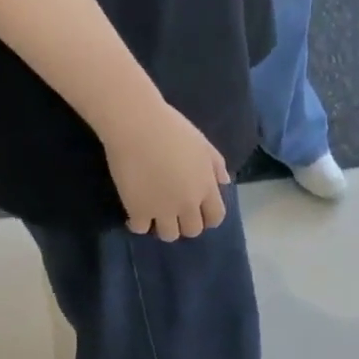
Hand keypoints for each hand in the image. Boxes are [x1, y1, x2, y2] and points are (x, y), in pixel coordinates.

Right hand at [101, 98, 230, 242]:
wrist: (136, 123)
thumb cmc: (170, 127)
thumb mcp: (202, 143)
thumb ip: (216, 165)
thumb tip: (224, 183)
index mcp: (205, 187)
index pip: (216, 217)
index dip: (208, 218)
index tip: (198, 213)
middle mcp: (187, 203)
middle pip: (193, 230)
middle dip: (185, 224)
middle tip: (173, 213)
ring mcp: (163, 209)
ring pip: (169, 235)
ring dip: (163, 227)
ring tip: (154, 216)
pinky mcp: (138, 210)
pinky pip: (140, 229)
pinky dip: (137, 224)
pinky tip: (134, 215)